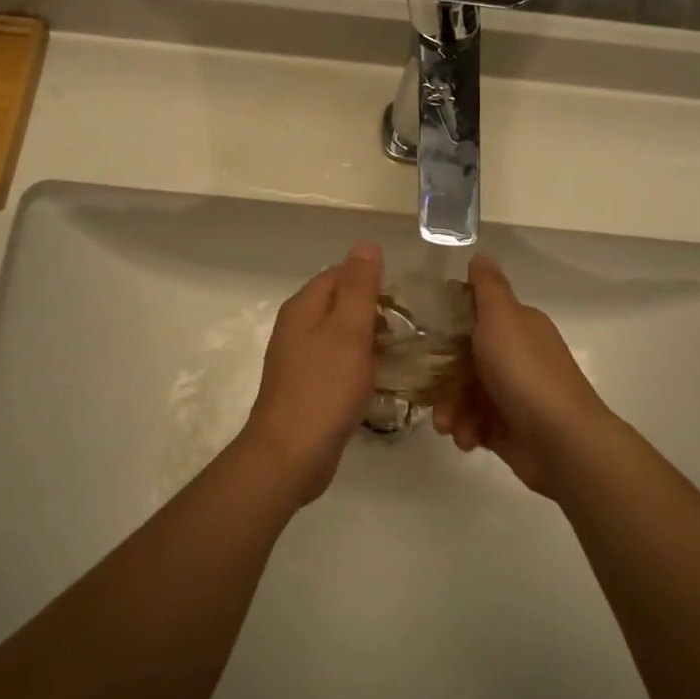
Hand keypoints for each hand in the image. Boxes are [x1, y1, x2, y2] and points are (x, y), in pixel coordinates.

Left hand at [239, 243, 382, 504]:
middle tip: (409, 328)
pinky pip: (336, 362)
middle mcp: (296, 326)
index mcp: (304, 306)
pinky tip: (378, 379)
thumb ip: (359, 287)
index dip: (372, 280)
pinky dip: (357, 364)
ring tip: (400, 352)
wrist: (290, 454)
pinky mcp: (306, 386)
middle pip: (339, 303)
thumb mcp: (348, 330)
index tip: (406, 299)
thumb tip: (365, 244)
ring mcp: (299, 358)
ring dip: (368, 339)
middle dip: (373, 310)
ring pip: (339, 334)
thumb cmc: (324, 388)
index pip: (340, 273)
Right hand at [431, 253, 618, 496]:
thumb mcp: (502, 318)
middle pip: (464, 359)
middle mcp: (516, 355)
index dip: (447, 323)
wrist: (561, 440)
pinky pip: (475, 423)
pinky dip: (467, 430)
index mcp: (517, 325)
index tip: (422, 335)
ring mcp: (513, 393)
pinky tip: (467, 439)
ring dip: (451, 409)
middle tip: (429, 392)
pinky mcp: (508, 427)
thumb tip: (482, 254)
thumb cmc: (525, 372)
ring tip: (449, 426)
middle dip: (443, 377)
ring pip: (466, 394)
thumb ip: (488, 287)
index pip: (475, 314)